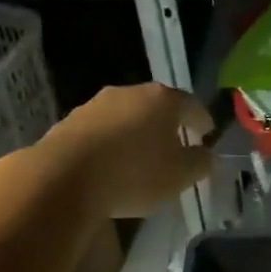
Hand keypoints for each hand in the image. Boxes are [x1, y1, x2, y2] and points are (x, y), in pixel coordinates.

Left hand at [40, 84, 214, 218]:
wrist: (63, 178)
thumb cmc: (134, 173)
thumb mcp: (180, 176)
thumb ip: (200, 163)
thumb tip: (208, 155)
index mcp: (163, 99)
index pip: (192, 106)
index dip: (203, 121)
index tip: (208, 135)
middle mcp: (130, 93)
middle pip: (157, 107)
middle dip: (167, 126)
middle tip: (175, 147)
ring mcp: (96, 105)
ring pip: (126, 117)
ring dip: (136, 134)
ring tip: (140, 159)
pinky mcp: (69, 123)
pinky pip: (100, 132)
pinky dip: (110, 145)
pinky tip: (110, 166)